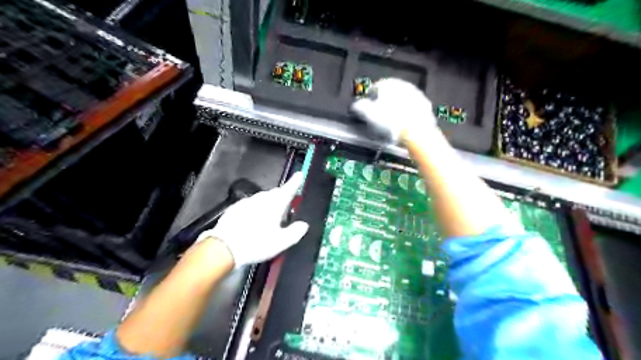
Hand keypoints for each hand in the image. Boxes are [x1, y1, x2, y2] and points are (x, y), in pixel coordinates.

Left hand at [198, 172, 310, 267]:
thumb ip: (295, 232)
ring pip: (262, 199)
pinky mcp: (235, 208)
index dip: (295, 182)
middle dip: (282, 197)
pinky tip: (253, 222)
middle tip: (286, 208)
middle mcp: (261, 199)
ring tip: (270, 218)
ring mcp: (247, 202)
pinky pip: (250, 205)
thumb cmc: (256, 244)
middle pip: (275, 193)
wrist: (224, 248)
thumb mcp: (280, 243)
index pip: (288, 189)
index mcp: (275, 204)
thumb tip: (304, 225)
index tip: (299, 175)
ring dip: (268, 204)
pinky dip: (255, 209)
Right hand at [349, 77, 437, 142]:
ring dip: (397, 107)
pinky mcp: (425, 106)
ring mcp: (417, 95)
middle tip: (379, 115)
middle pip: (390, 93)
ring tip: (391, 121)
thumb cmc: (390, 121)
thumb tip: (355, 105)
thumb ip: (359, 106)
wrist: (416, 131)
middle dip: (384, 102)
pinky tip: (403, 125)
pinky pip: (412, 108)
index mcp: (388, 83)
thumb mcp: (368, 114)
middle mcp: (403, 85)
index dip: (369, 98)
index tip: (367, 108)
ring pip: (402, 99)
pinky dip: (407, 114)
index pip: (375, 87)